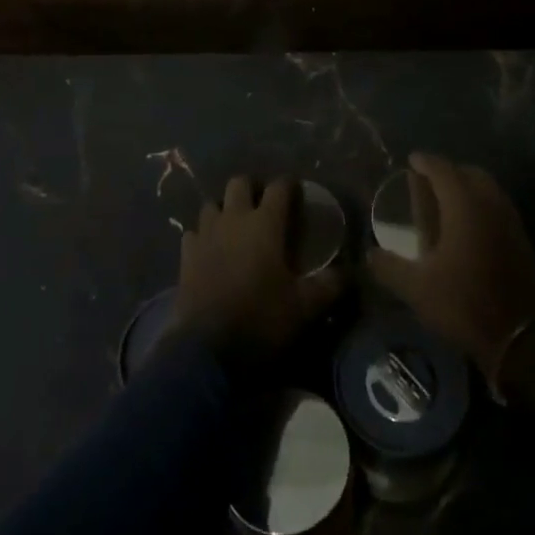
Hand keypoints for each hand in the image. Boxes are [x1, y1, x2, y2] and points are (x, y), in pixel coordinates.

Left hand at [171, 176, 345, 355]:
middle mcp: (234, 219)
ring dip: (224, 209)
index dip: (289, 185)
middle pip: (239, 183)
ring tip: (236, 226)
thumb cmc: (261, 320)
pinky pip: (194, 232)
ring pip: (212, 204)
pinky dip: (203, 235)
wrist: (207, 351)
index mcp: (265, 224)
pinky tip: (211, 249)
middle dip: (253, 188)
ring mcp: (206, 235)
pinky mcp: (186, 255)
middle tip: (264, 206)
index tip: (297, 192)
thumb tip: (349, 272)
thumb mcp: (305, 307)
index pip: (279, 187)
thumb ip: (330, 285)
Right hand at [366, 153, 534, 385]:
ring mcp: (510, 221)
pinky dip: (481, 204)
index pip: (443, 170)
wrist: (523, 337)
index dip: (425, 162)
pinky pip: (497, 207)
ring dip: (467, 187)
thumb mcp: (417, 288)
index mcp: (464, 205)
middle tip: (428, 181)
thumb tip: (369, 254)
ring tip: (447, 201)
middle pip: (469, 174)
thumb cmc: (464, 303)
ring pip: (487, 189)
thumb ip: (389, 267)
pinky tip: (468, 226)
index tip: (412, 160)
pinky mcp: (521, 240)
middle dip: (448, 172)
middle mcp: (490, 204)